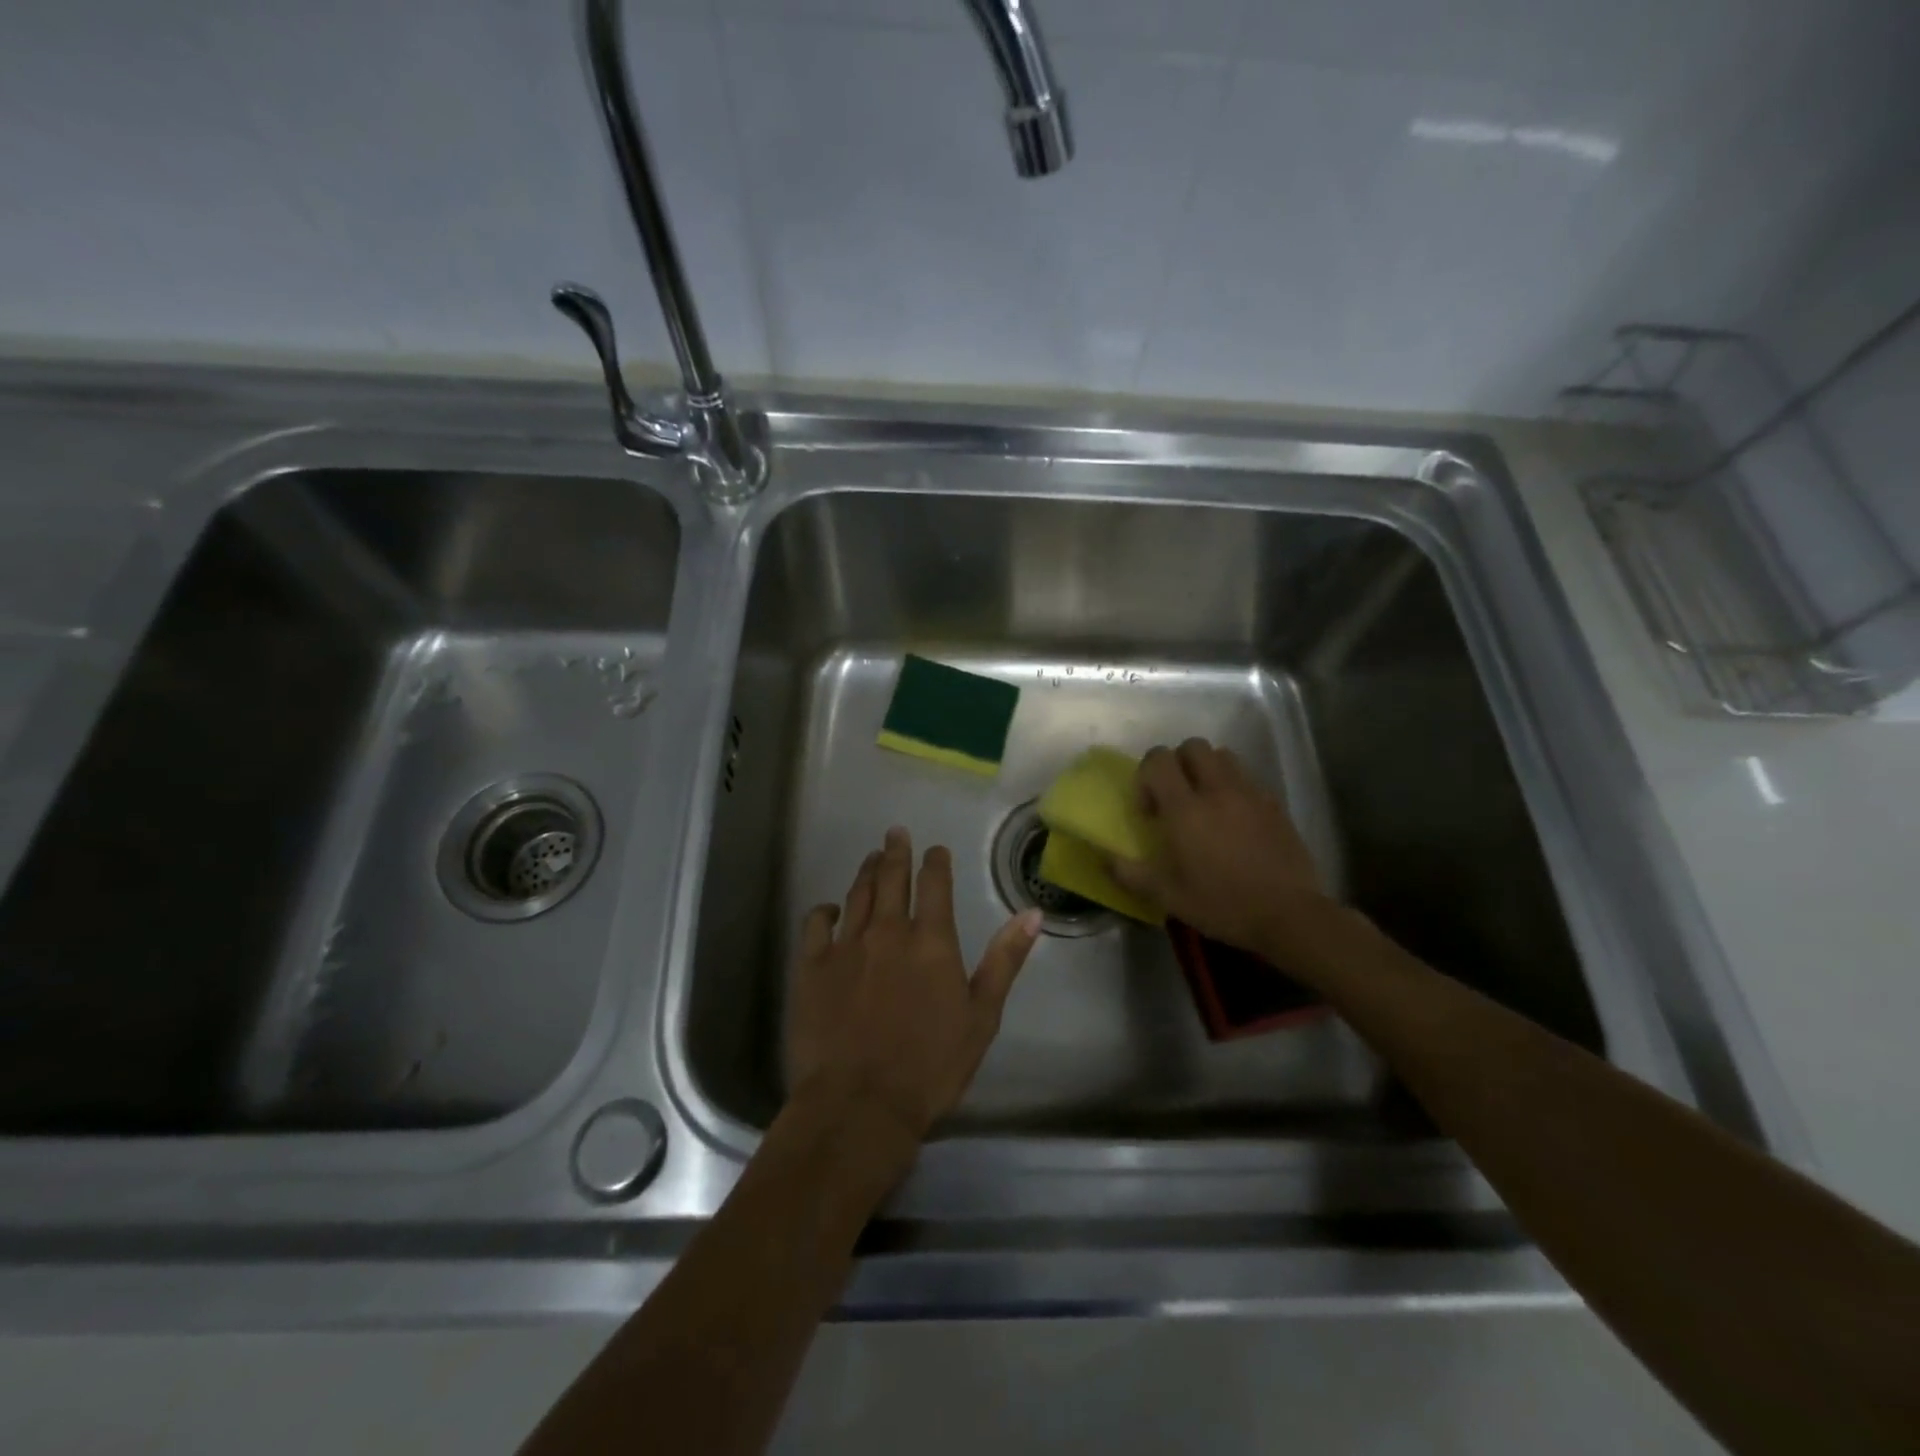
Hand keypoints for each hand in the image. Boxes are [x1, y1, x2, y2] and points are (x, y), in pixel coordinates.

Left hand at [787, 827, 1042, 1146]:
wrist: (860, 1103)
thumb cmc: (930, 1066)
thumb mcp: (982, 1016)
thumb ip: (1005, 960)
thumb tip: (1032, 914)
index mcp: (931, 941)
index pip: (935, 885)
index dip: (936, 862)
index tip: (935, 850)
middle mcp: (888, 931)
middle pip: (891, 878)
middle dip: (895, 852)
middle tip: (895, 834)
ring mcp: (846, 945)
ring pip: (857, 894)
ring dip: (866, 872)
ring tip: (871, 858)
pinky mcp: (812, 966)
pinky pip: (816, 923)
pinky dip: (825, 910)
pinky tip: (830, 909)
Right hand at [1111, 738, 1343, 975]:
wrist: (1289, 915)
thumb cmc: (1222, 905)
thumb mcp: (1168, 896)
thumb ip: (1131, 873)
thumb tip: (1104, 858)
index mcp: (1186, 809)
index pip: (1158, 759)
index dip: (1146, 775)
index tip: (1150, 810)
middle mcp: (1217, 790)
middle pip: (1193, 746)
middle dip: (1177, 763)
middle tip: (1175, 797)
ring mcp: (1250, 793)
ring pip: (1223, 756)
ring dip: (1207, 769)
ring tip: (1205, 803)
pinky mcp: (1275, 804)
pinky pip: (1247, 778)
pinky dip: (1233, 787)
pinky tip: (1234, 820)